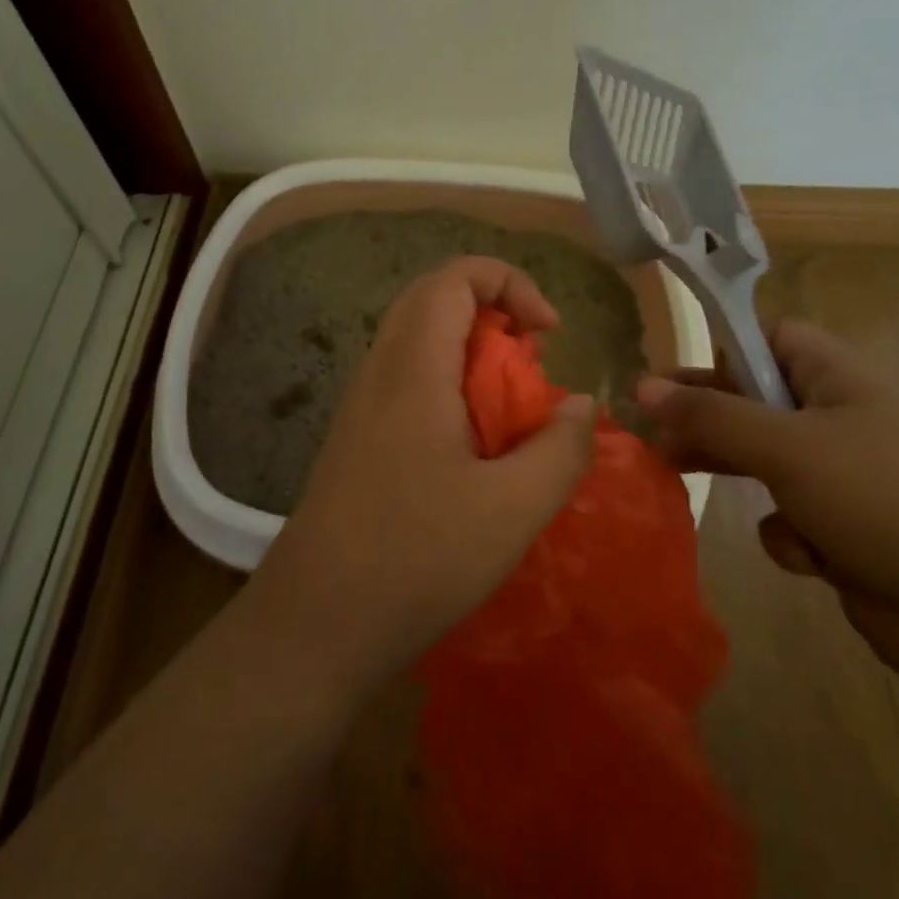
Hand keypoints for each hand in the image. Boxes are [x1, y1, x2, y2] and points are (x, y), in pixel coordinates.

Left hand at [246, 257, 596, 697]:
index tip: (549, 335)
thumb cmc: (417, 557)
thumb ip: (561, 448)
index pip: (454, 277)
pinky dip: (449, 387)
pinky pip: (407, 381)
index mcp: (413, 367)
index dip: (510, 284)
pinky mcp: (357, 438)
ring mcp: (361, 404)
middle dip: (493, 313)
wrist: (315, 622)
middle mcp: (380, 370)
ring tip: (510, 409)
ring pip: (419, 341)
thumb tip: (582, 406)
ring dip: (471, 354)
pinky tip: (473, 449)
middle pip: (434, 299)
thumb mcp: (514, 508)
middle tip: (531, 361)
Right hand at [638, 321, 898, 694]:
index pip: (775, 340)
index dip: (727, 354)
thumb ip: (711, 416)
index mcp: (845, 380)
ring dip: (743, 478)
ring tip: (684, 479)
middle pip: (760, 405)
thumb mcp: (789, 447)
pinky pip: (797, 522)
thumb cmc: (890, 499)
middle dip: (710, 422)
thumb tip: (643, 387)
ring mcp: (854, 482)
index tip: (679, 382)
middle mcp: (849, 422)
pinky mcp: (855, 537)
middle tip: (653, 435)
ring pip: (771, 466)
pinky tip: (813, 557)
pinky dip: (795, 537)